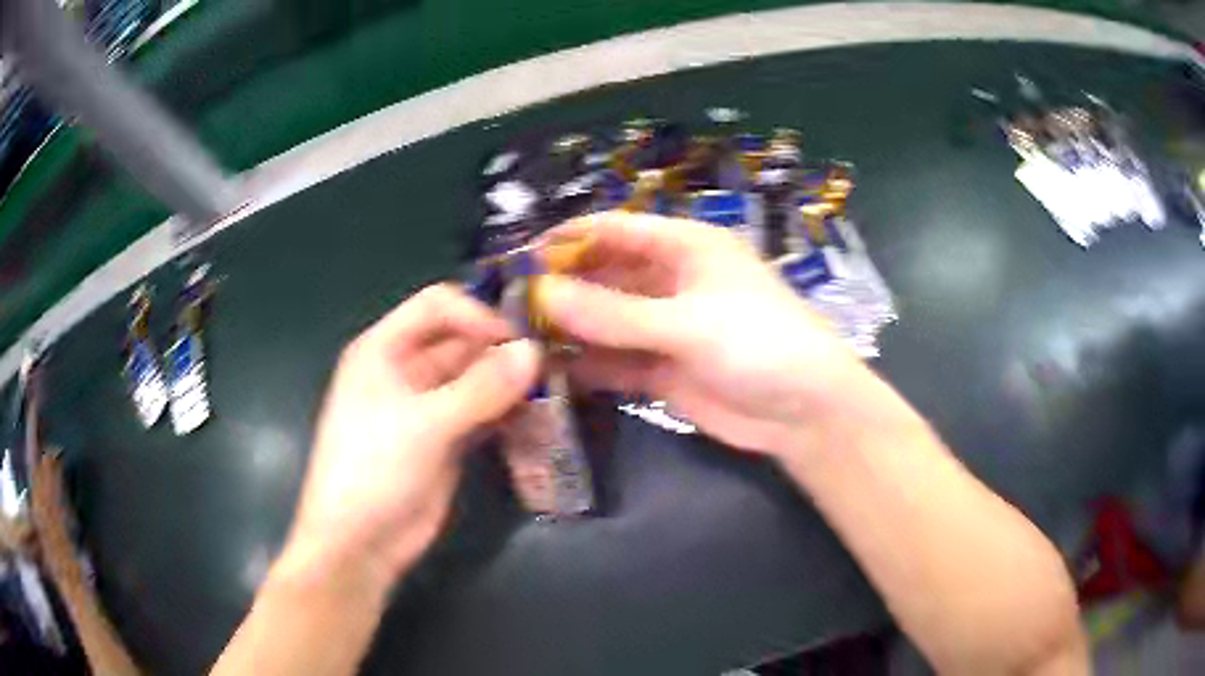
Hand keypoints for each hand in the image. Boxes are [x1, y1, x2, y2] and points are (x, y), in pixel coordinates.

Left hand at [285, 284, 539, 586]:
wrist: (359, 544)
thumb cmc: (373, 471)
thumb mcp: (425, 425)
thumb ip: (481, 387)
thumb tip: (534, 352)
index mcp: (384, 349)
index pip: (436, 305)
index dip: (476, 315)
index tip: (517, 342)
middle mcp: (405, 370)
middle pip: (460, 340)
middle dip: (501, 349)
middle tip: (550, 364)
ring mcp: (427, 406)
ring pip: (475, 377)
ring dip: (509, 382)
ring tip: (551, 389)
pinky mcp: (446, 439)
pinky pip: (482, 412)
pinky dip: (506, 412)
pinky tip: (536, 418)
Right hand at [537, 212, 897, 456]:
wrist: (806, 413)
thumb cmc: (761, 344)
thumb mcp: (689, 323)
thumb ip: (614, 313)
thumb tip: (541, 293)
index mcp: (686, 247)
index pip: (614, 230)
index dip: (567, 239)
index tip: (518, 258)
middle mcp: (671, 281)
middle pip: (605, 276)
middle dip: (562, 289)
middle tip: (510, 308)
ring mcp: (666, 328)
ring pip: (606, 321)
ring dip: (570, 330)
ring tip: (518, 341)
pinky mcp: (663, 369)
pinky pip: (616, 361)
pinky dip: (588, 366)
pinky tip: (551, 373)